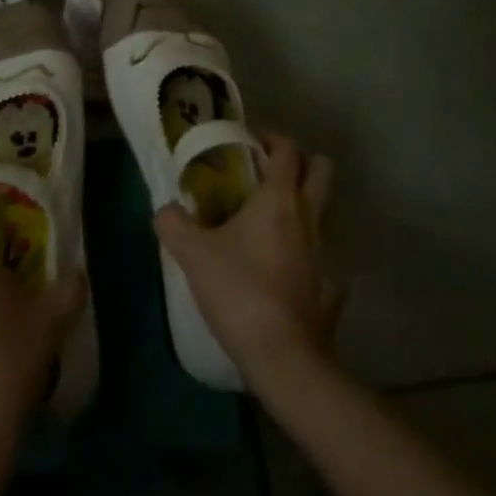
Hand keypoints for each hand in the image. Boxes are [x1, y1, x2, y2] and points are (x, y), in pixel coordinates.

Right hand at [153, 132, 339, 390]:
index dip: (272, 138)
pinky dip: (308, 261)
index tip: (251, 143)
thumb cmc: (240, 292)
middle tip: (270, 174)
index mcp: (279, 199)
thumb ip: (173, 224)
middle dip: (303, 163)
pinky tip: (286, 275)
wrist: (283, 357)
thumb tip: (164, 210)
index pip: (288, 149)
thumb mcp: (193, 255)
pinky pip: (323, 264)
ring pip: (322, 215)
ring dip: (303, 210)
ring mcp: (325, 254)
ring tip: (269, 226)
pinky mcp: (331, 290)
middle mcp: (308, 218)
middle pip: (322, 171)